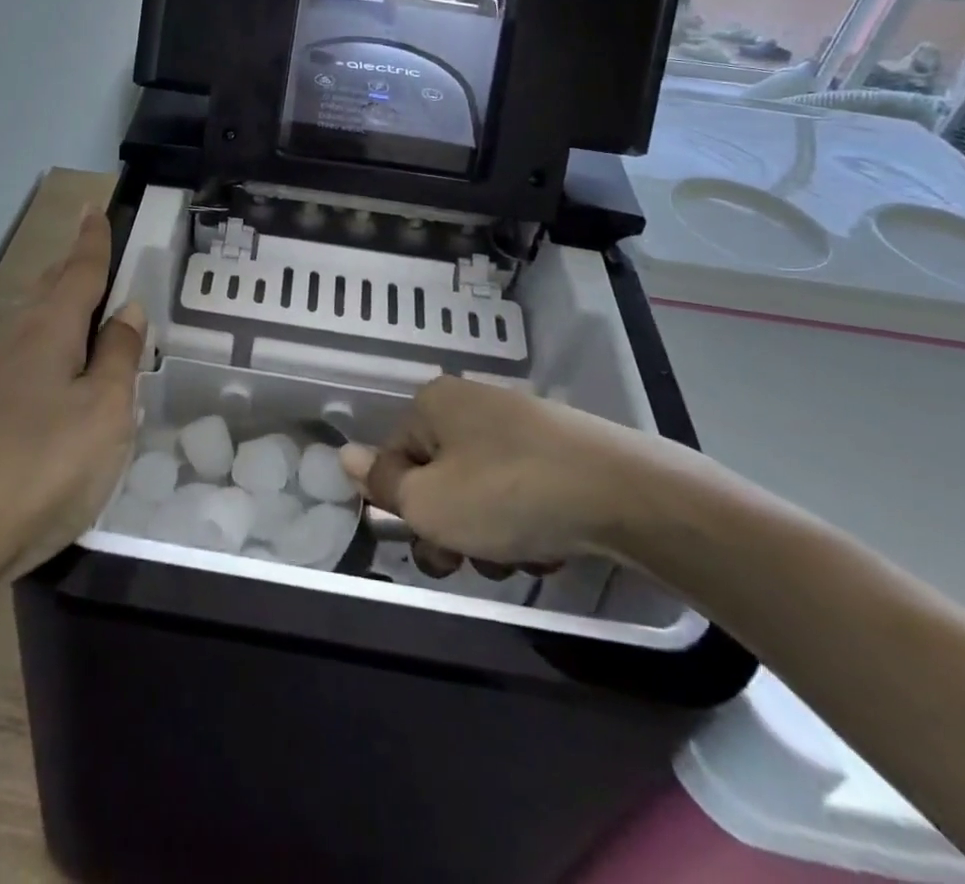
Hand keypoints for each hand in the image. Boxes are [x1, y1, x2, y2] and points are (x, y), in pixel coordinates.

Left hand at [0, 207, 145, 579]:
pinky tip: (53, 377)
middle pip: (48, 293)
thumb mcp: (103, 411)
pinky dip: (47, 352)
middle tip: (89, 250)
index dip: (92, 241)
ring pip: (32, 328)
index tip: (94, 208)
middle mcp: (15, 345)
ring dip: (57, 309)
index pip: (79, 271)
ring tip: (81, 308)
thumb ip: (117, 358)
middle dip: (70, 268)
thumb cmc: (41, 463)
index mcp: (49, 331)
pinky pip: (23, 365)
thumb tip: (127, 311)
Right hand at [338, 377, 675, 572]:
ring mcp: (520, 424)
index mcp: (434, 404)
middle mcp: (472, 404)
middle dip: (450, 527)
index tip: (431, 541)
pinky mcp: (560, 449)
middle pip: (438, 476)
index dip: (405, 507)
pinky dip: (526, 521)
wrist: (623, 494)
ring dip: (489, 533)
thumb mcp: (429, 502)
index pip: (394, 458)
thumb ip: (381, 484)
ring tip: (520, 556)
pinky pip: (521, 490)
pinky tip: (550, 545)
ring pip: (480, 491)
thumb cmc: (507, 494)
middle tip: (470, 561)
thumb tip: (342, 454)